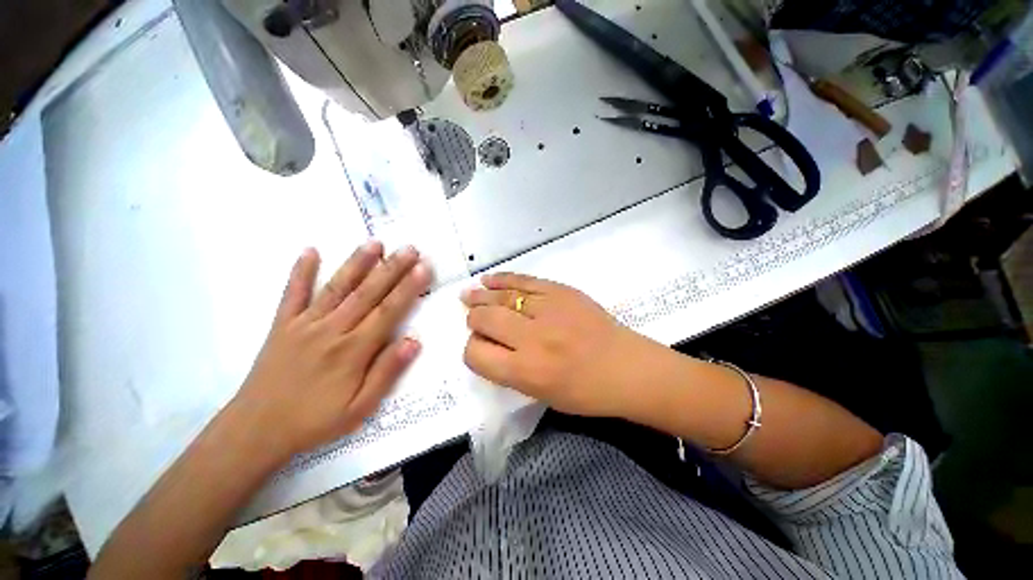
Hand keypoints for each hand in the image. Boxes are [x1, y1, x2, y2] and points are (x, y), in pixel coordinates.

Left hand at [232, 242, 431, 457]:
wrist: (257, 430)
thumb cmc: (315, 421)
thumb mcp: (360, 408)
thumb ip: (387, 372)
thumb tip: (413, 342)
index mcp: (354, 350)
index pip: (388, 311)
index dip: (408, 287)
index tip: (423, 267)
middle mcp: (332, 330)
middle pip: (368, 293)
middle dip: (392, 268)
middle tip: (410, 248)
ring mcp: (304, 324)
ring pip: (337, 287)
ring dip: (356, 263)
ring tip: (375, 243)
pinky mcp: (282, 325)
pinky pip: (292, 294)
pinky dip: (300, 272)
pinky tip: (310, 250)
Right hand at [461, 273, 654, 417]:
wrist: (627, 367)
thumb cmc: (586, 392)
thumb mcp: (540, 394)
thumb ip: (509, 370)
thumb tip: (487, 343)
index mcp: (526, 372)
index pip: (476, 354)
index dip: (472, 349)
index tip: (479, 345)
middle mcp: (533, 338)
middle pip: (485, 320)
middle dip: (474, 319)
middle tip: (474, 318)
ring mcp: (549, 310)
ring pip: (502, 297)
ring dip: (481, 296)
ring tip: (469, 295)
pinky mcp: (561, 291)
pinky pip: (524, 281)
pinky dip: (503, 280)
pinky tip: (489, 280)